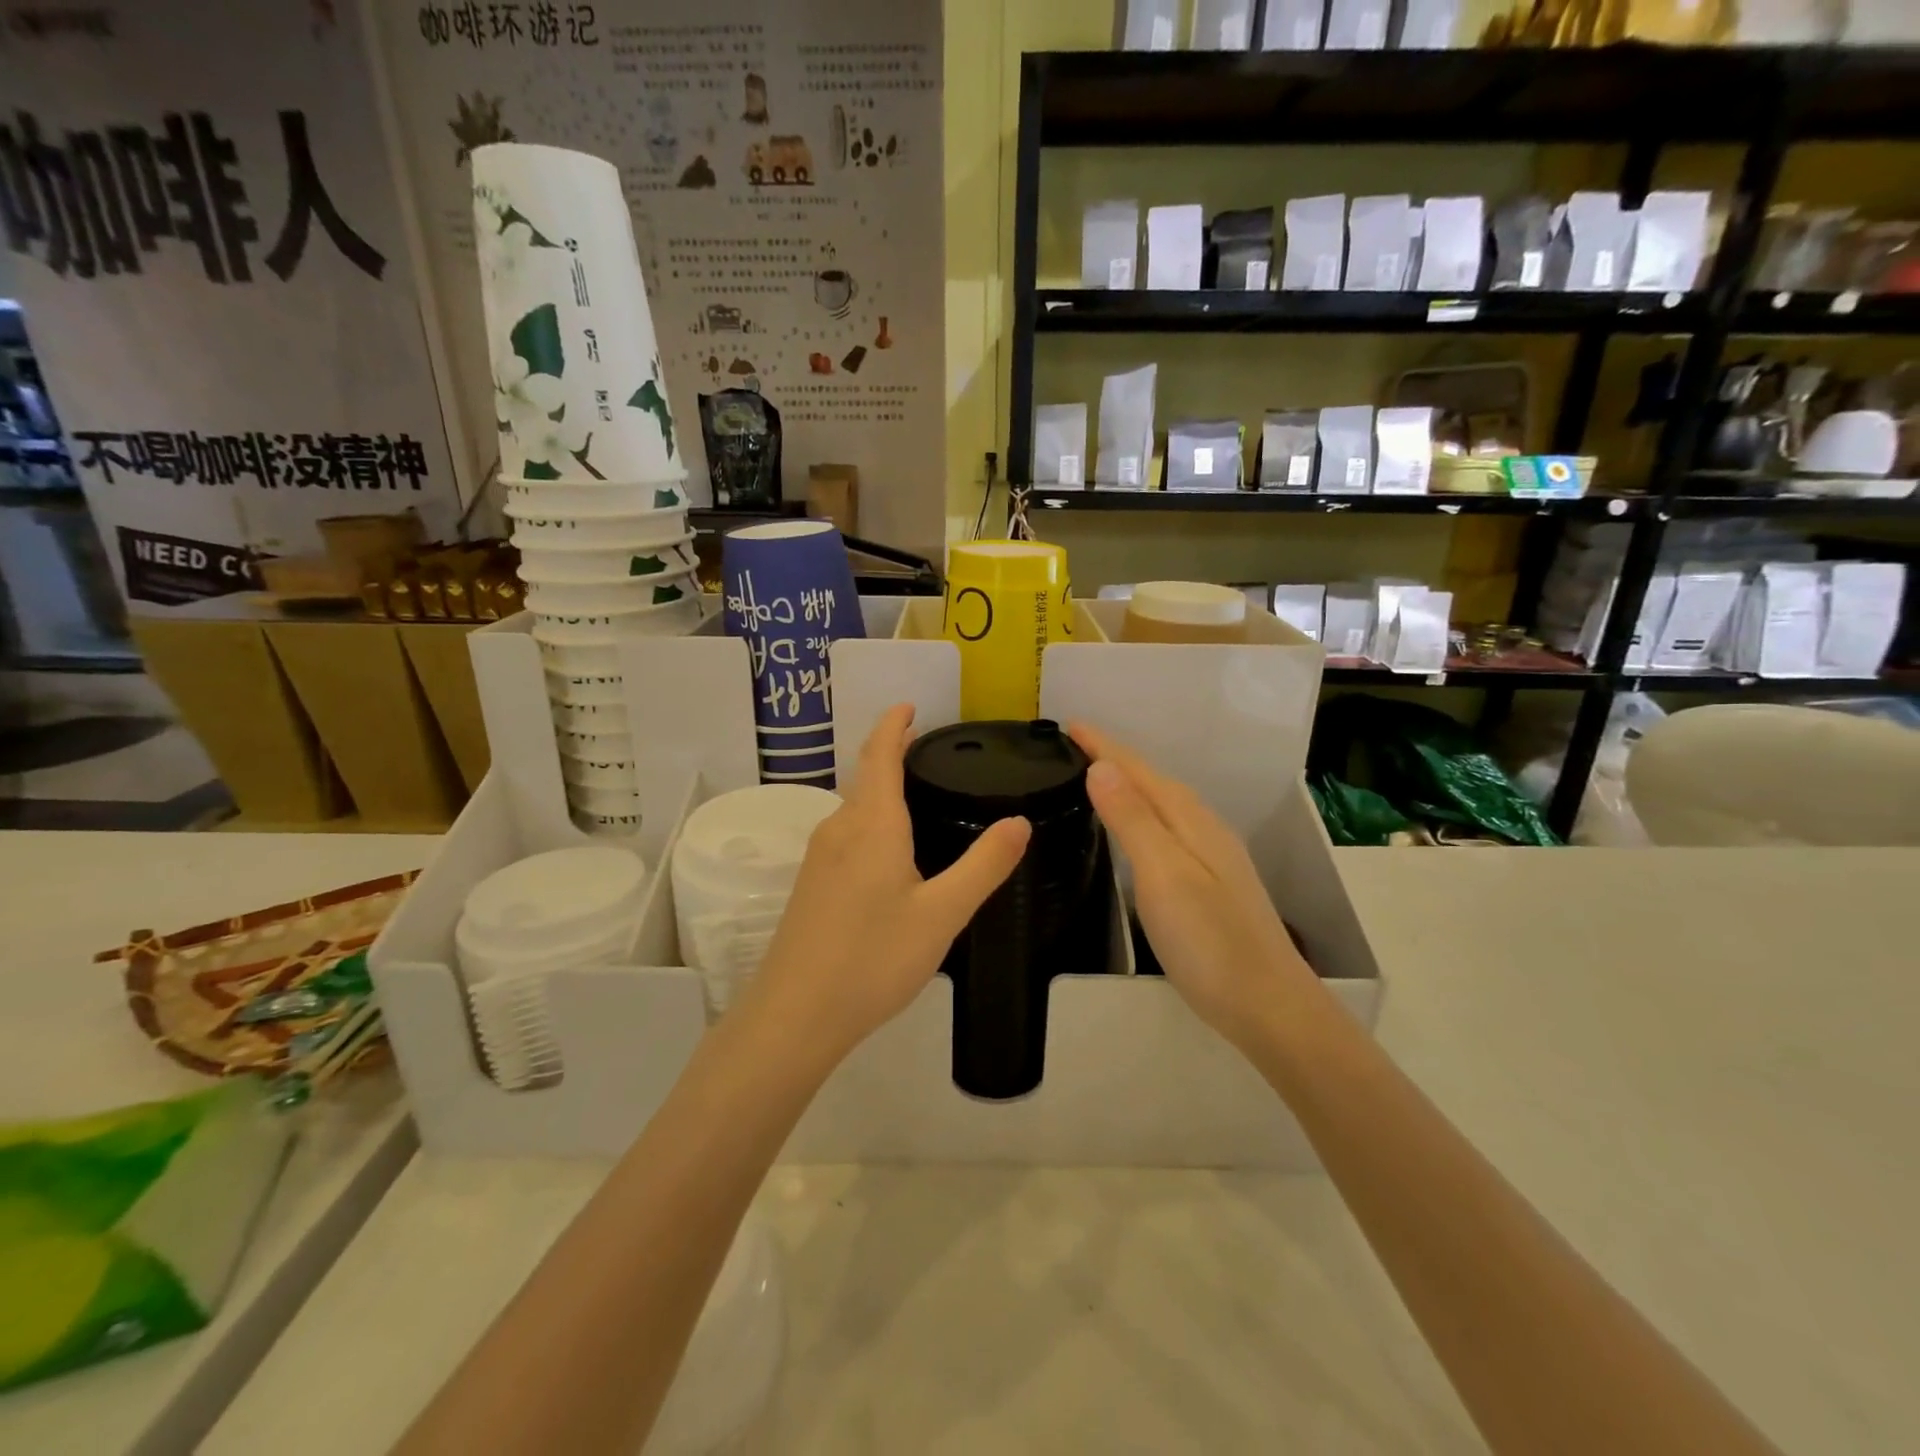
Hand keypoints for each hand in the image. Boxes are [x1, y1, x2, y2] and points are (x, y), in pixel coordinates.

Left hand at [745, 704, 1031, 1067]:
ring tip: (918, 800)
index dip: (893, 725)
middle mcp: (839, 829)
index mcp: (872, 825)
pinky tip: (890, 854)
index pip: (879, 755)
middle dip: (892, 757)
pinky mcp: (810, 885)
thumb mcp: (942, 914)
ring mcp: (818, 858)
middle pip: (865, 779)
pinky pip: (846, 836)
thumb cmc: (872, 958)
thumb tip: (1019, 821)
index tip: (909, 705)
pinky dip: (871, 823)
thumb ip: (983, 865)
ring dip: (881, 792)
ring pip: (854, 810)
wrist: (795, 1015)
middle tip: (930, 755)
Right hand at [1069, 722, 1314, 1048]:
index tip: (1069, 724)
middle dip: (1114, 759)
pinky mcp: (1211, 882)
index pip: (1138, 770)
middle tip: (1074, 746)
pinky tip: (1136, 832)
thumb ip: (1132, 819)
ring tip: (1096, 777)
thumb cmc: (1209, 941)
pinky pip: (1168, 828)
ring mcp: (1212, 856)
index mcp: (1189, 820)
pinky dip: (1143, 815)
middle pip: (1153, 781)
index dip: (1103, 746)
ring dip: (1129, 786)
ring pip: (1163, 804)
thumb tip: (1101, 766)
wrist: (1269, 1006)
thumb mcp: (1163, 874)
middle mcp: (1204, 828)